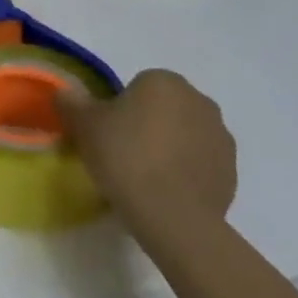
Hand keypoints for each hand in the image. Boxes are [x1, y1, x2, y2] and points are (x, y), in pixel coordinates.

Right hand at [55, 68, 235, 244]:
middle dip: (149, 124)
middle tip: (124, 153)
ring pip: (186, 134)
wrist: (173, 216)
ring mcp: (220, 136)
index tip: (109, 133)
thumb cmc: (125, 157)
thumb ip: (72, 102)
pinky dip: (187, 171)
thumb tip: (66, 93)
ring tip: (147, 176)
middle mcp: (199, 100)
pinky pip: (201, 163)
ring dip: (171, 147)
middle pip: (165, 108)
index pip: (138, 87)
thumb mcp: (84, 125)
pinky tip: (167, 192)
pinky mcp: (231, 171)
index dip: (121, 109)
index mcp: (164, 81)